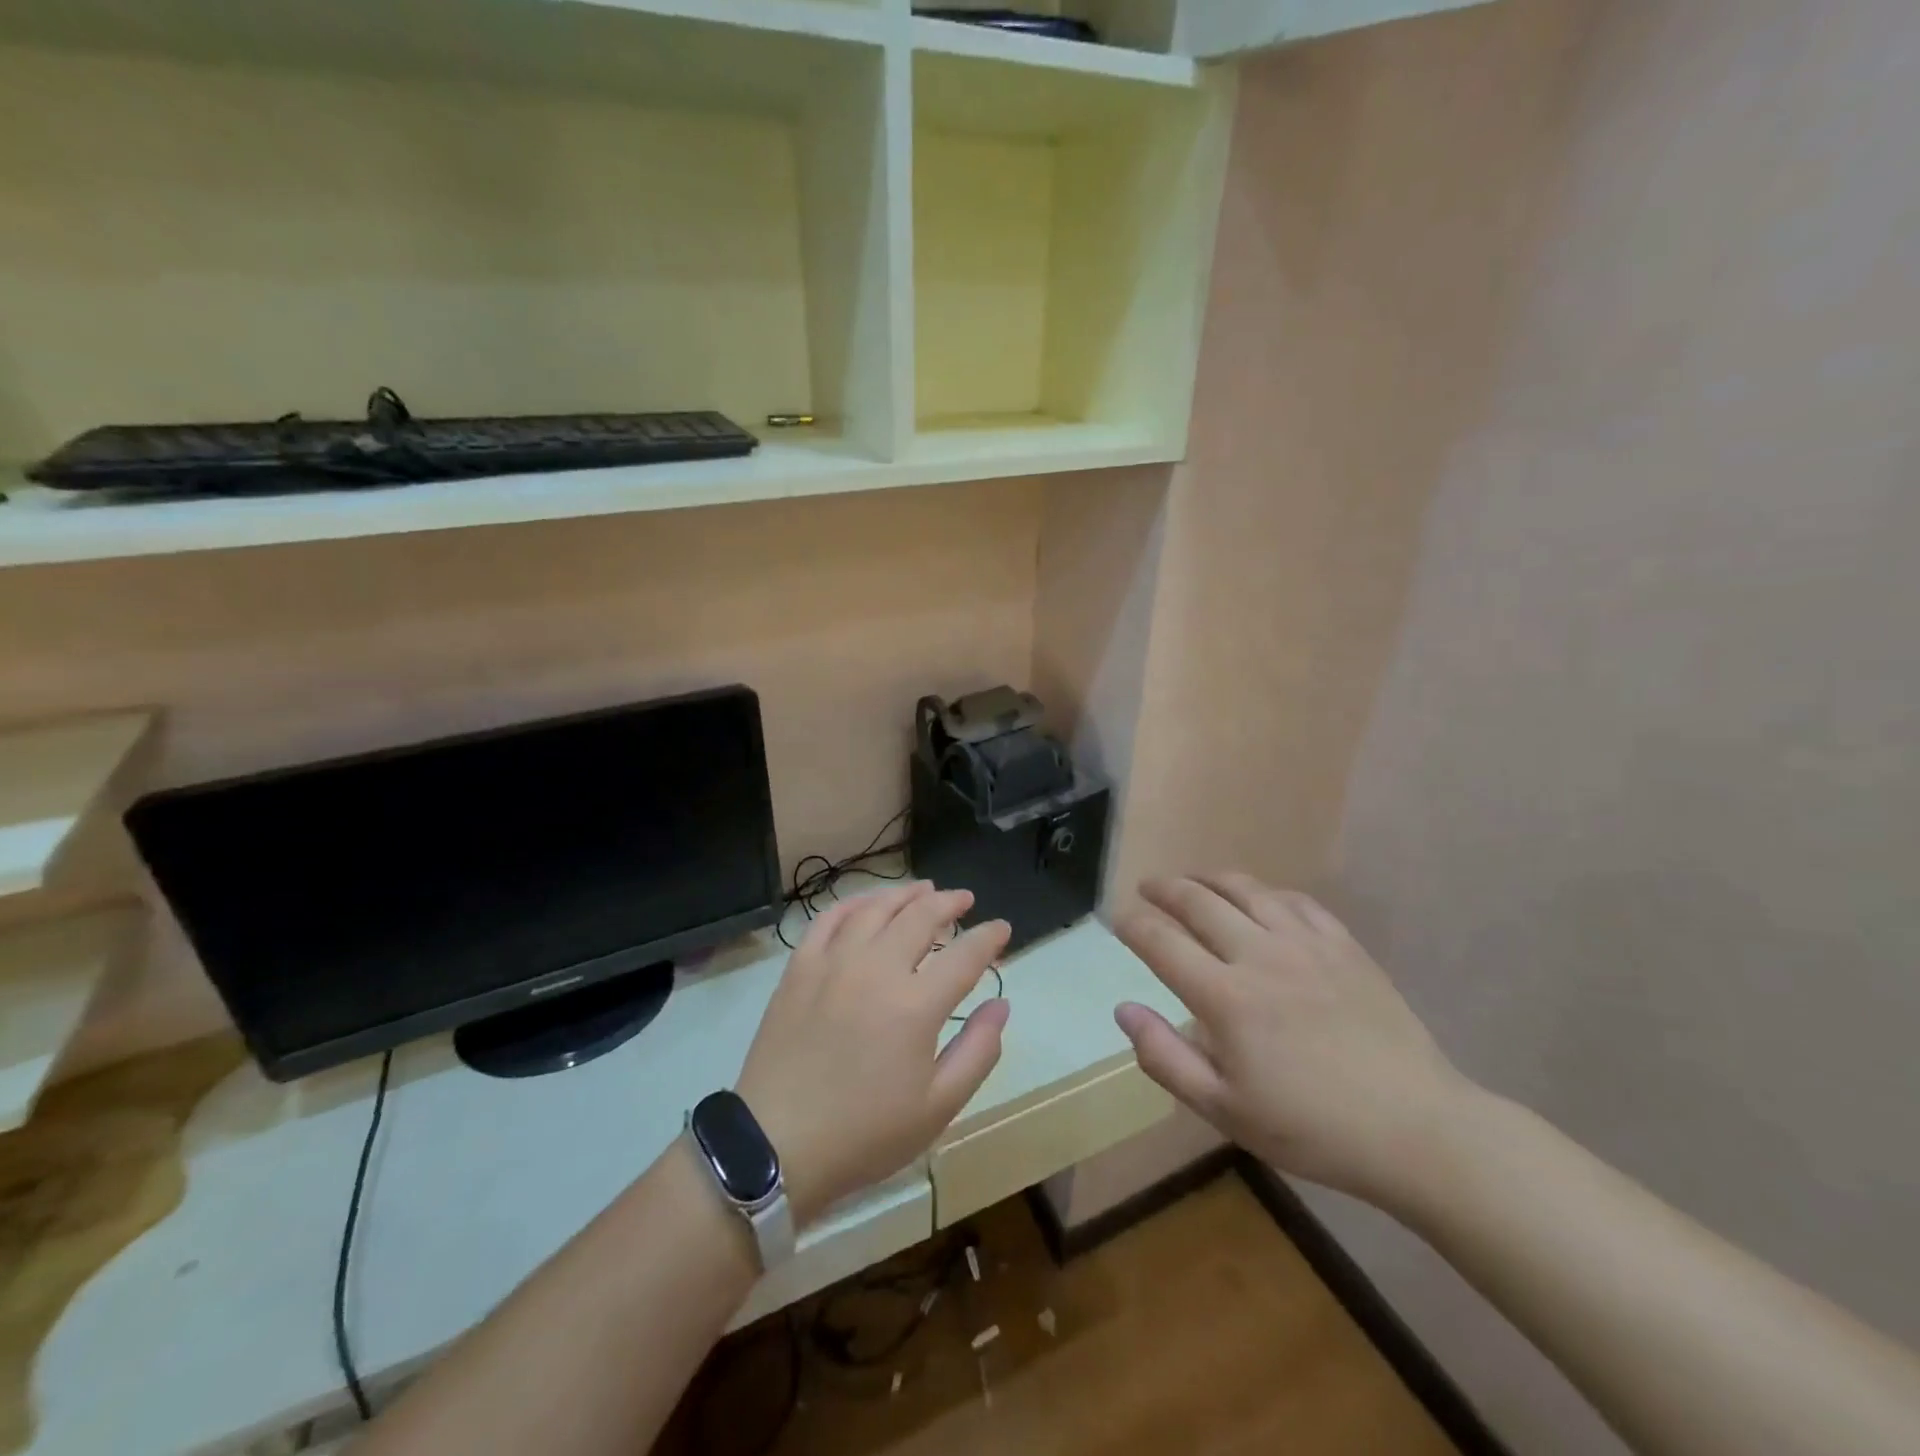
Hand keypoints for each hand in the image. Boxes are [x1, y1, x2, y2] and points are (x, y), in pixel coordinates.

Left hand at [736, 882, 1010, 1224]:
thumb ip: (978, 1051)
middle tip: (964, 900)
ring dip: (905, 894)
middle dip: (949, 903)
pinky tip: (867, 904)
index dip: (989, 937)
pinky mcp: (800, 967)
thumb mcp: (937, 1107)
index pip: (965, 954)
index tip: (1002, 929)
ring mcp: (833, 962)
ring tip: (923, 889)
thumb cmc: (864, 1133)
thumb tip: (1001, 1005)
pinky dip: (854, 903)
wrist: (776, 1145)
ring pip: (876, 908)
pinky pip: (829, 918)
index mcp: (916, 1005)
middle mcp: (876, 968)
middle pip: (921, 916)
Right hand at [1114, 874, 1475, 1209]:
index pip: (1161, 942)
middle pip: (1198, 901)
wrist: (1415, 1129)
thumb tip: (1123, 1009)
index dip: (1132, 925)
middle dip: (1164, 889)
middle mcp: (1259, 955)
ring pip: (1245, 889)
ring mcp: (1305, 943)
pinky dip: (1265, 892)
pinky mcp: (1343, 944)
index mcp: (1225, 997)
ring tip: (1192, 881)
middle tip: (1147, 888)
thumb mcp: (1224, 1110)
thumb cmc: (1311, 1128)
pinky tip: (1258, 900)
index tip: (1118, 920)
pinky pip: (1294, 900)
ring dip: (1209, 879)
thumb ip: (1165, 1057)